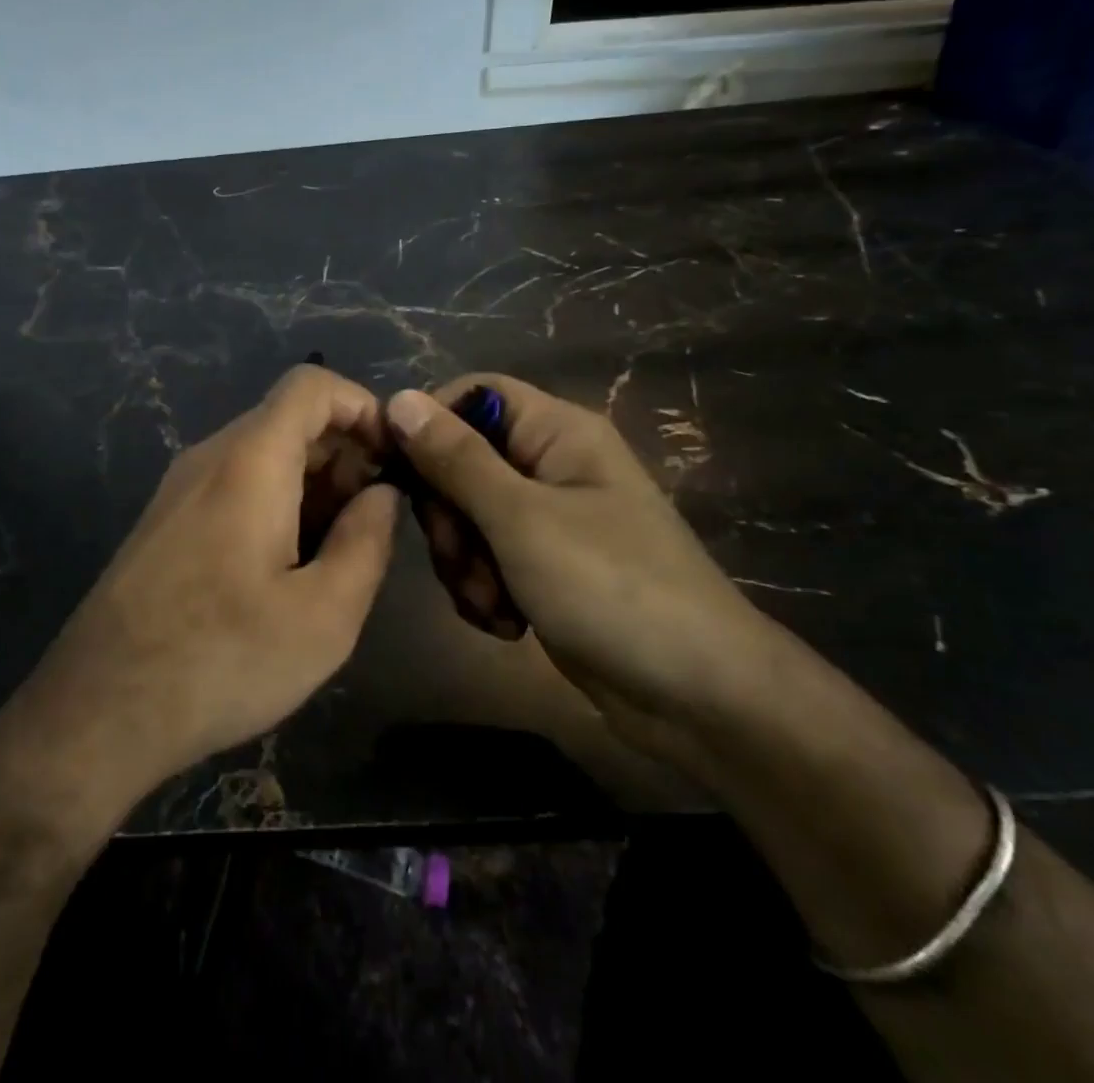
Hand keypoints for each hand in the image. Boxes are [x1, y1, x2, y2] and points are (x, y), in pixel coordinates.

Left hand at [25, 365, 399, 793]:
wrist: (99, 709)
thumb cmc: (222, 660)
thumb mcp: (324, 615)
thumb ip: (367, 540)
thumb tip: (382, 493)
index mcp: (250, 461)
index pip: (311, 385)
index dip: (363, 407)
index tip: (393, 461)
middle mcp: (209, 457)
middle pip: (289, 419)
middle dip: (344, 455)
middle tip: (371, 522)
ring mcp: (180, 488)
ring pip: (263, 454)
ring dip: (312, 485)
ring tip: (336, 554)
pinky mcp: (166, 521)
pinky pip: (234, 485)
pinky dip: (277, 503)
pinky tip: (286, 569)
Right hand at [385, 373, 780, 760]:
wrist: (699, 698)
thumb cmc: (612, 588)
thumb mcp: (521, 519)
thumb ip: (455, 459)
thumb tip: (398, 398)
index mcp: (557, 433)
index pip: (472, 395)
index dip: (429, 424)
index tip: (394, 472)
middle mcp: (551, 465)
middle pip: (461, 461)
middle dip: (448, 516)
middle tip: (462, 558)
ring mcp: (548, 519)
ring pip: (467, 516)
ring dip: (464, 561)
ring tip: (491, 604)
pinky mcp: (544, 567)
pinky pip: (487, 558)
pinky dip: (484, 589)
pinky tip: (505, 623)